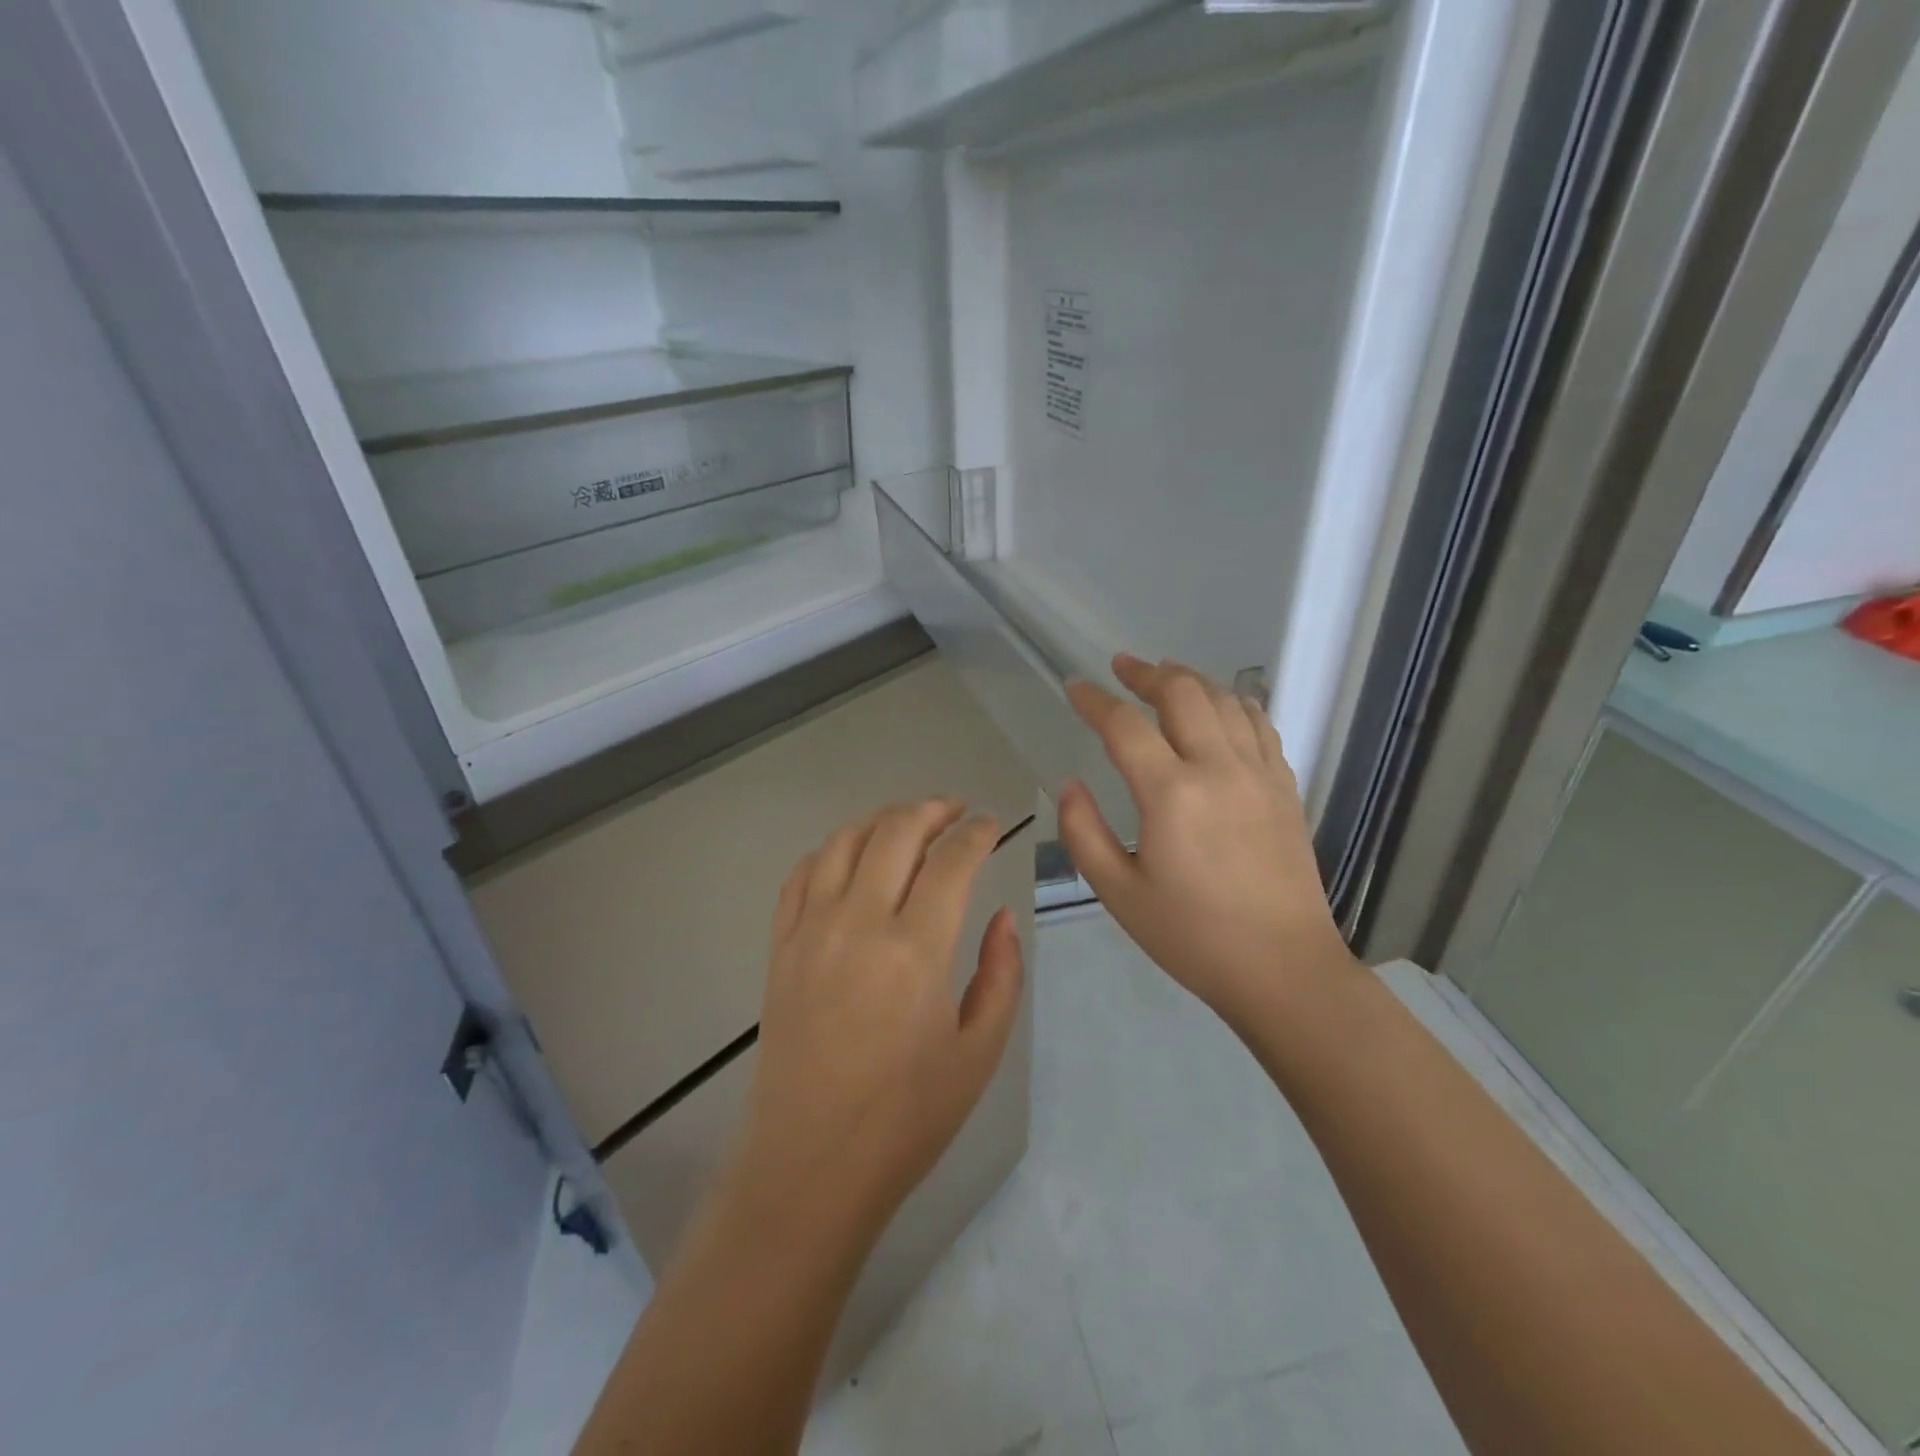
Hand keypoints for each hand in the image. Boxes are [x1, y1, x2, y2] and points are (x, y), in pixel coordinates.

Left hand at [727, 800, 1025, 1243]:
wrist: (811, 1164)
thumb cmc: (907, 1118)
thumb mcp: (979, 1052)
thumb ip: (1001, 974)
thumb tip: (1002, 917)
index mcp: (916, 950)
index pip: (952, 860)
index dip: (977, 833)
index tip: (991, 825)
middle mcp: (859, 923)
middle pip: (896, 832)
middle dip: (932, 809)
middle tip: (956, 810)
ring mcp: (811, 931)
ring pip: (845, 842)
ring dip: (881, 819)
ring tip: (908, 823)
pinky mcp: (780, 947)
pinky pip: (801, 875)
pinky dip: (831, 850)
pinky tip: (851, 856)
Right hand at [1059, 654, 1357, 1028]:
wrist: (1283, 968)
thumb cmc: (1192, 936)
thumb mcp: (1119, 894)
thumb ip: (1084, 833)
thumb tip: (1071, 785)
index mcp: (1171, 794)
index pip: (1125, 725)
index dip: (1095, 700)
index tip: (1074, 687)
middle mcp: (1218, 769)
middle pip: (1183, 693)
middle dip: (1147, 673)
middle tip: (1122, 668)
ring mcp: (1259, 774)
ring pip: (1225, 700)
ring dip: (1191, 679)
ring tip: (1166, 674)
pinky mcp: (1285, 787)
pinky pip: (1260, 725)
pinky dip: (1234, 703)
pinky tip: (1222, 706)